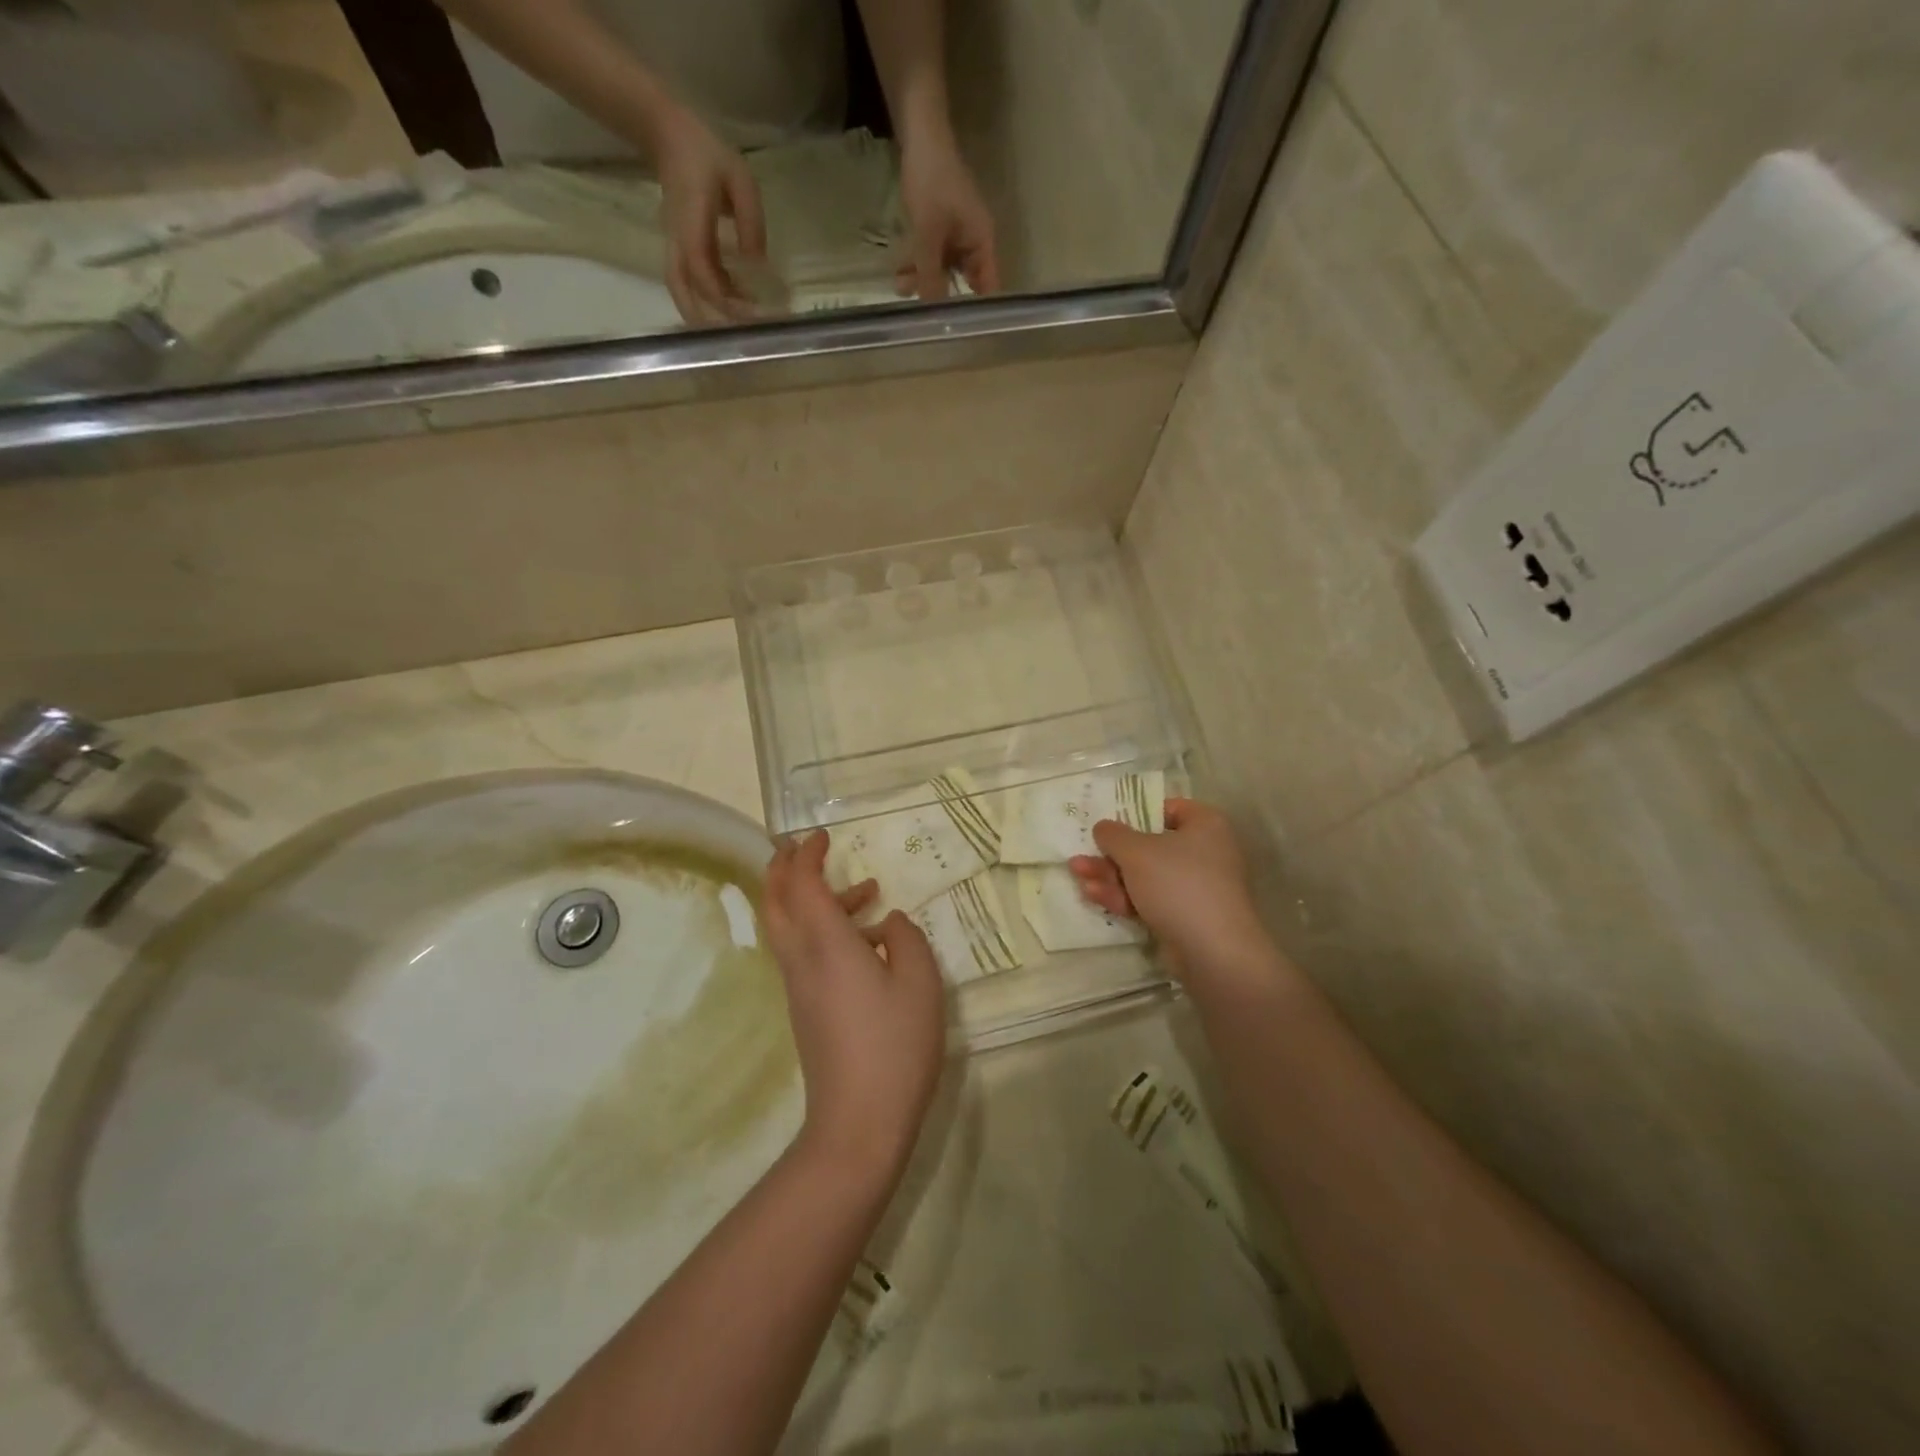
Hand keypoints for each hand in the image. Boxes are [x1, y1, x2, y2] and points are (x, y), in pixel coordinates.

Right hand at [653, 104, 765, 324]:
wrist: (667, 135)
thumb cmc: (707, 154)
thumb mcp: (740, 178)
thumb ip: (750, 220)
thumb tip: (757, 264)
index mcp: (691, 222)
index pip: (701, 271)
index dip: (724, 299)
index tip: (753, 313)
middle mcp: (677, 239)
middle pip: (681, 290)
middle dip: (707, 319)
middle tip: (739, 336)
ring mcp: (674, 244)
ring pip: (681, 290)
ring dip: (704, 314)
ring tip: (738, 327)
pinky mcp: (679, 247)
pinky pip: (688, 281)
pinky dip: (708, 300)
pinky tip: (735, 303)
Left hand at [763, 831, 946, 1177]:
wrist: (858, 1122)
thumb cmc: (894, 1045)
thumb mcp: (920, 982)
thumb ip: (907, 939)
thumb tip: (890, 923)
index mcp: (826, 943)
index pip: (801, 884)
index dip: (806, 854)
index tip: (821, 836)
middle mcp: (801, 959)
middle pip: (775, 902)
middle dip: (783, 868)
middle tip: (803, 847)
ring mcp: (799, 987)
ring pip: (788, 927)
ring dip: (812, 898)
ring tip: (866, 890)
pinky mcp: (806, 1009)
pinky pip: (803, 951)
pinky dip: (822, 928)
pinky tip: (869, 941)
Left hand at [896, 128, 998, 299]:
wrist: (919, 133)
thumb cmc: (931, 181)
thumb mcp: (928, 233)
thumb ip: (931, 274)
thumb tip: (933, 313)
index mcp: (982, 243)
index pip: (988, 288)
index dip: (977, 311)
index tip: (958, 331)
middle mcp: (974, 243)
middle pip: (964, 282)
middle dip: (941, 297)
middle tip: (920, 315)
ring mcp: (956, 235)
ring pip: (943, 270)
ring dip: (924, 280)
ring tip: (901, 287)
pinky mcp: (940, 228)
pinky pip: (932, 256)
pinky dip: (918, 264)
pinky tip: (901, 272)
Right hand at [1069, 799, 1276, 988]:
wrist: (1213, 951)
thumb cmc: (1177, 884)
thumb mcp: (1136, 852)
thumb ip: (1114, 834)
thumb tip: (1104, 827)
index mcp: (1205, 825)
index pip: (1169, 808)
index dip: (1137, 813)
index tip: (1110, 823)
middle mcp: (1205, 852)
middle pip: (1149, 846)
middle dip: (1111, 853)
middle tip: (1082, 854)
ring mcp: (1196, 887)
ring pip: (1145, 875)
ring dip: (1110, 875)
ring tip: (1077, 874)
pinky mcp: (1186, 916)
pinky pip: (1150, 899)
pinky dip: (1124, 896)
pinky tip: (1093, 895)